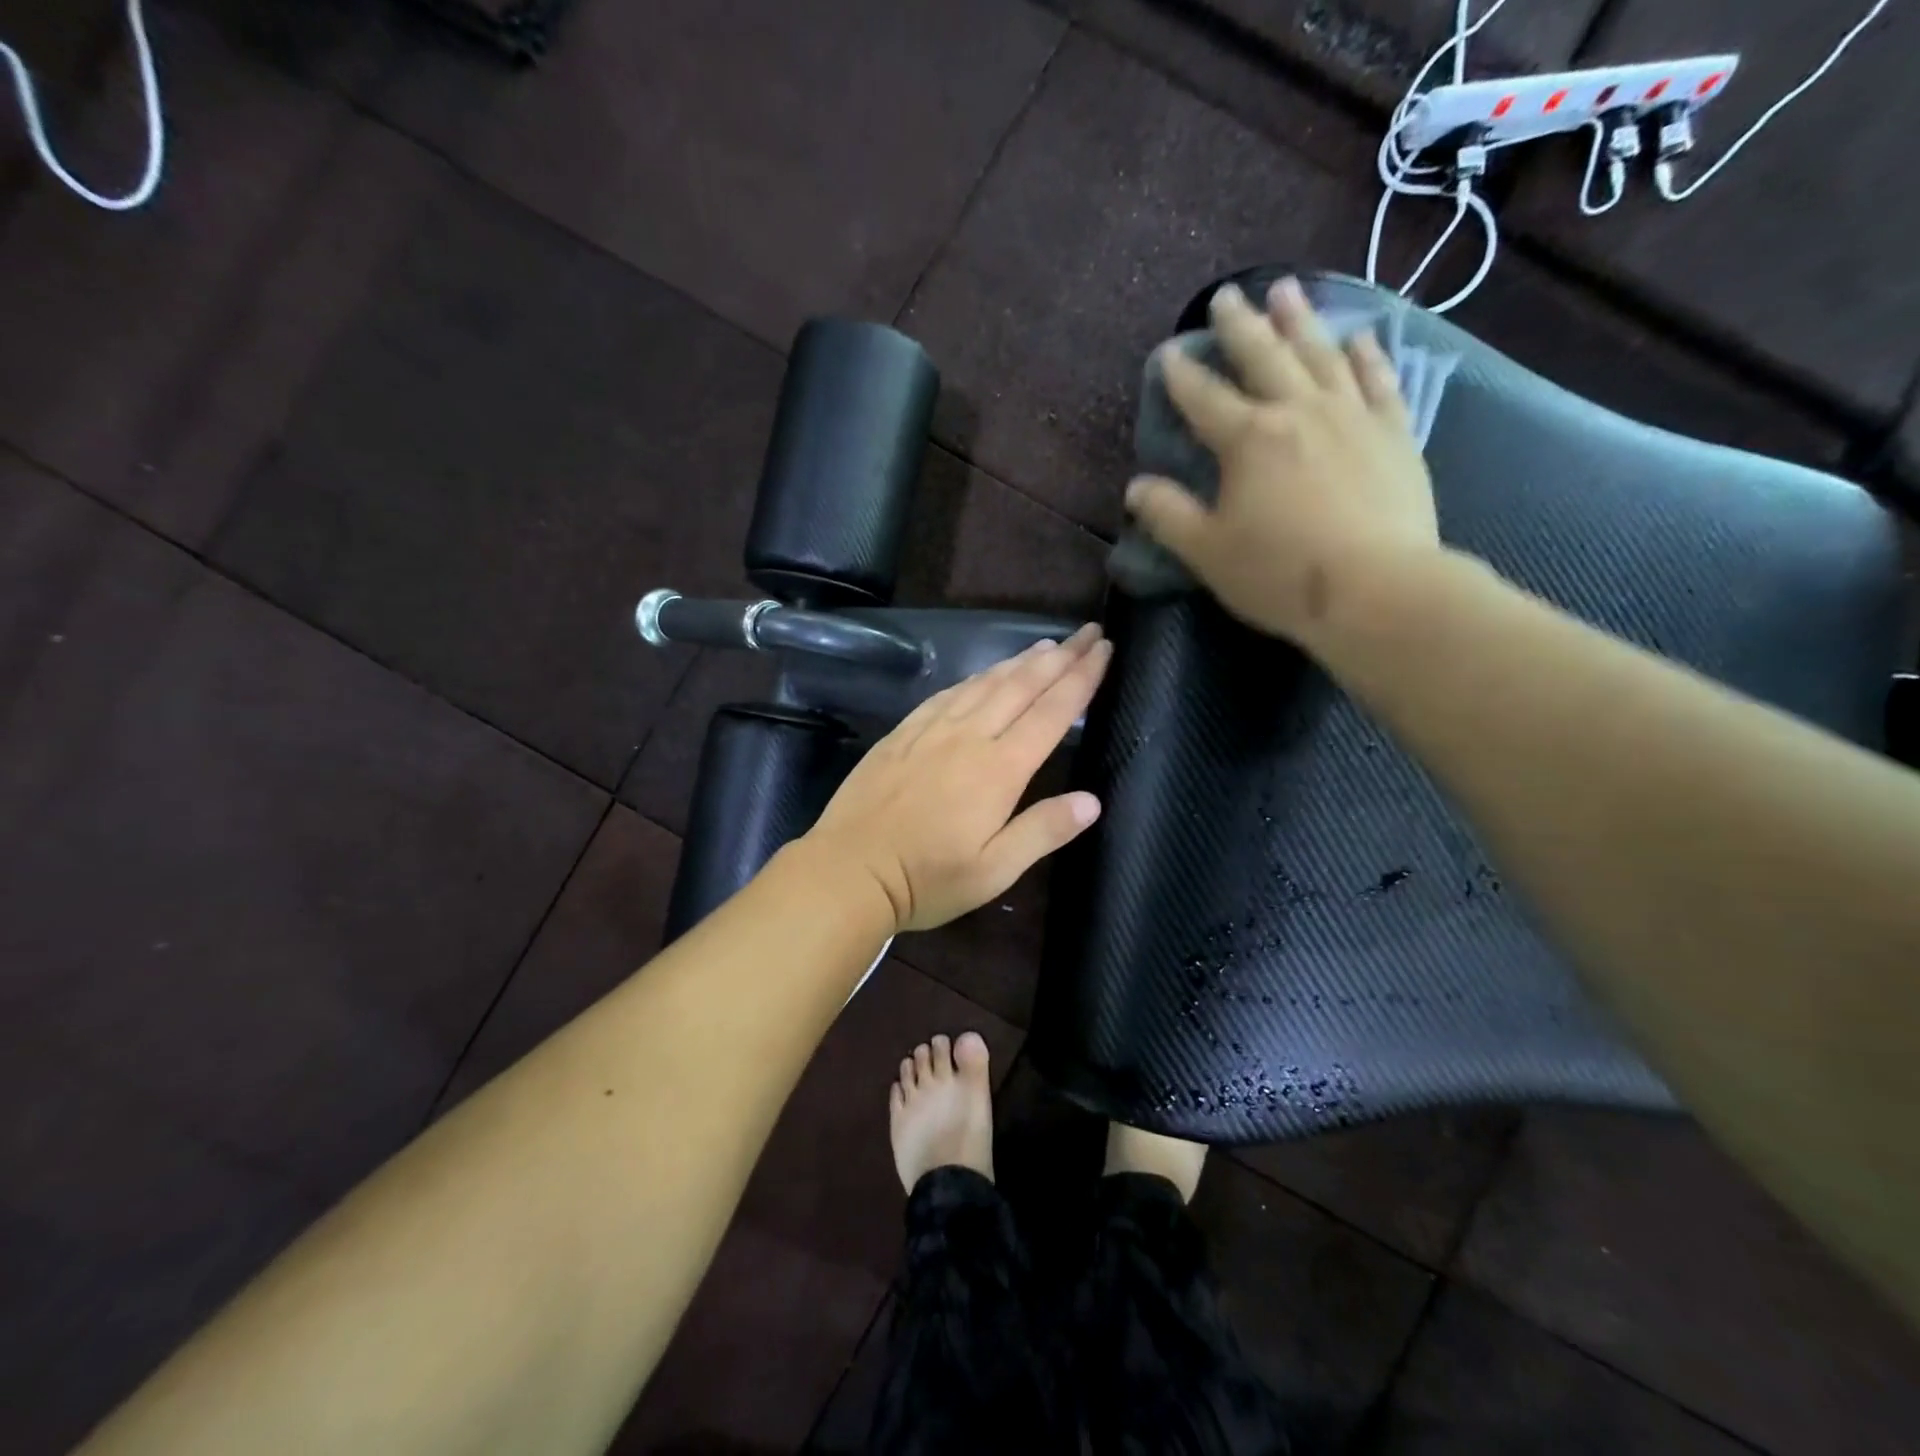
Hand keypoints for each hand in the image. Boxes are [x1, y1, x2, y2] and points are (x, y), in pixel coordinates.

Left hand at [804, 625, 1110, 932]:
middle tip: (1088, 631)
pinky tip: (982, 673)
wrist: (848, 870)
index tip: (1104, 650)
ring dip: (1019, 661)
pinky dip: (975, 676)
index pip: (1051, 712)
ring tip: (1046, 644)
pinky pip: (947, 693)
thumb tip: (1092, 800)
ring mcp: (931, 730)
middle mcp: (969, 737)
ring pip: (984, 682)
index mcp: (999, 769)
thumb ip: (1043, 831)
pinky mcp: (903, 733)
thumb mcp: (994, 870)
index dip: (1082, 679)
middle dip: (1060, 657)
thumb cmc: (927, 879)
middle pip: (1022, 685)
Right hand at [1126, 278, 1438, 644]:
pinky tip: (1359, 337)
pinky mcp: (1394, 433)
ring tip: (1286, 290)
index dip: (1181, 377)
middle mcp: (1298, 412)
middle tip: (1225, 297)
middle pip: (1264, 357)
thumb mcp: (1207, 552)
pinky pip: (1379, 380)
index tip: (1167, 355)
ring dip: (1300, 321)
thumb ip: (1169, 516)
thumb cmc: (1279, 573)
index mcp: (1248, 440)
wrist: (1376, 588)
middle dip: (1240, 326)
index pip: (1204, 399)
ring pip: (1321, 355)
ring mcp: (1352, 416)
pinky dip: (1367, 355)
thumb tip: (1136, 487)